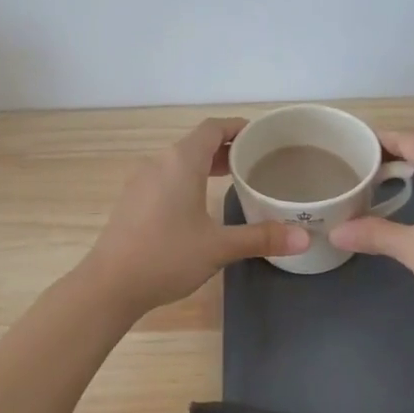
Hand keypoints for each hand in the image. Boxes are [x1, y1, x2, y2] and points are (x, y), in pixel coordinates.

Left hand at [82, 117, 310, 313]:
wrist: (109, 285)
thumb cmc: (166, 257)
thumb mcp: (218, 247)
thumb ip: (261, 238)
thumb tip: (304, 238)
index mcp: (180, 162)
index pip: (212, 128)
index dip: (238, 127)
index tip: (262, 136)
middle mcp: (159, 162)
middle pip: (196, 143)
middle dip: (226, 148)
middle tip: (256, 161)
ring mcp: (141, 181)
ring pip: (179, 161)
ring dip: (206, 164)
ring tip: (234, 179)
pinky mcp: (132, 200)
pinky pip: (166, 177)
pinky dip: (188, 179)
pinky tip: (200, 203)